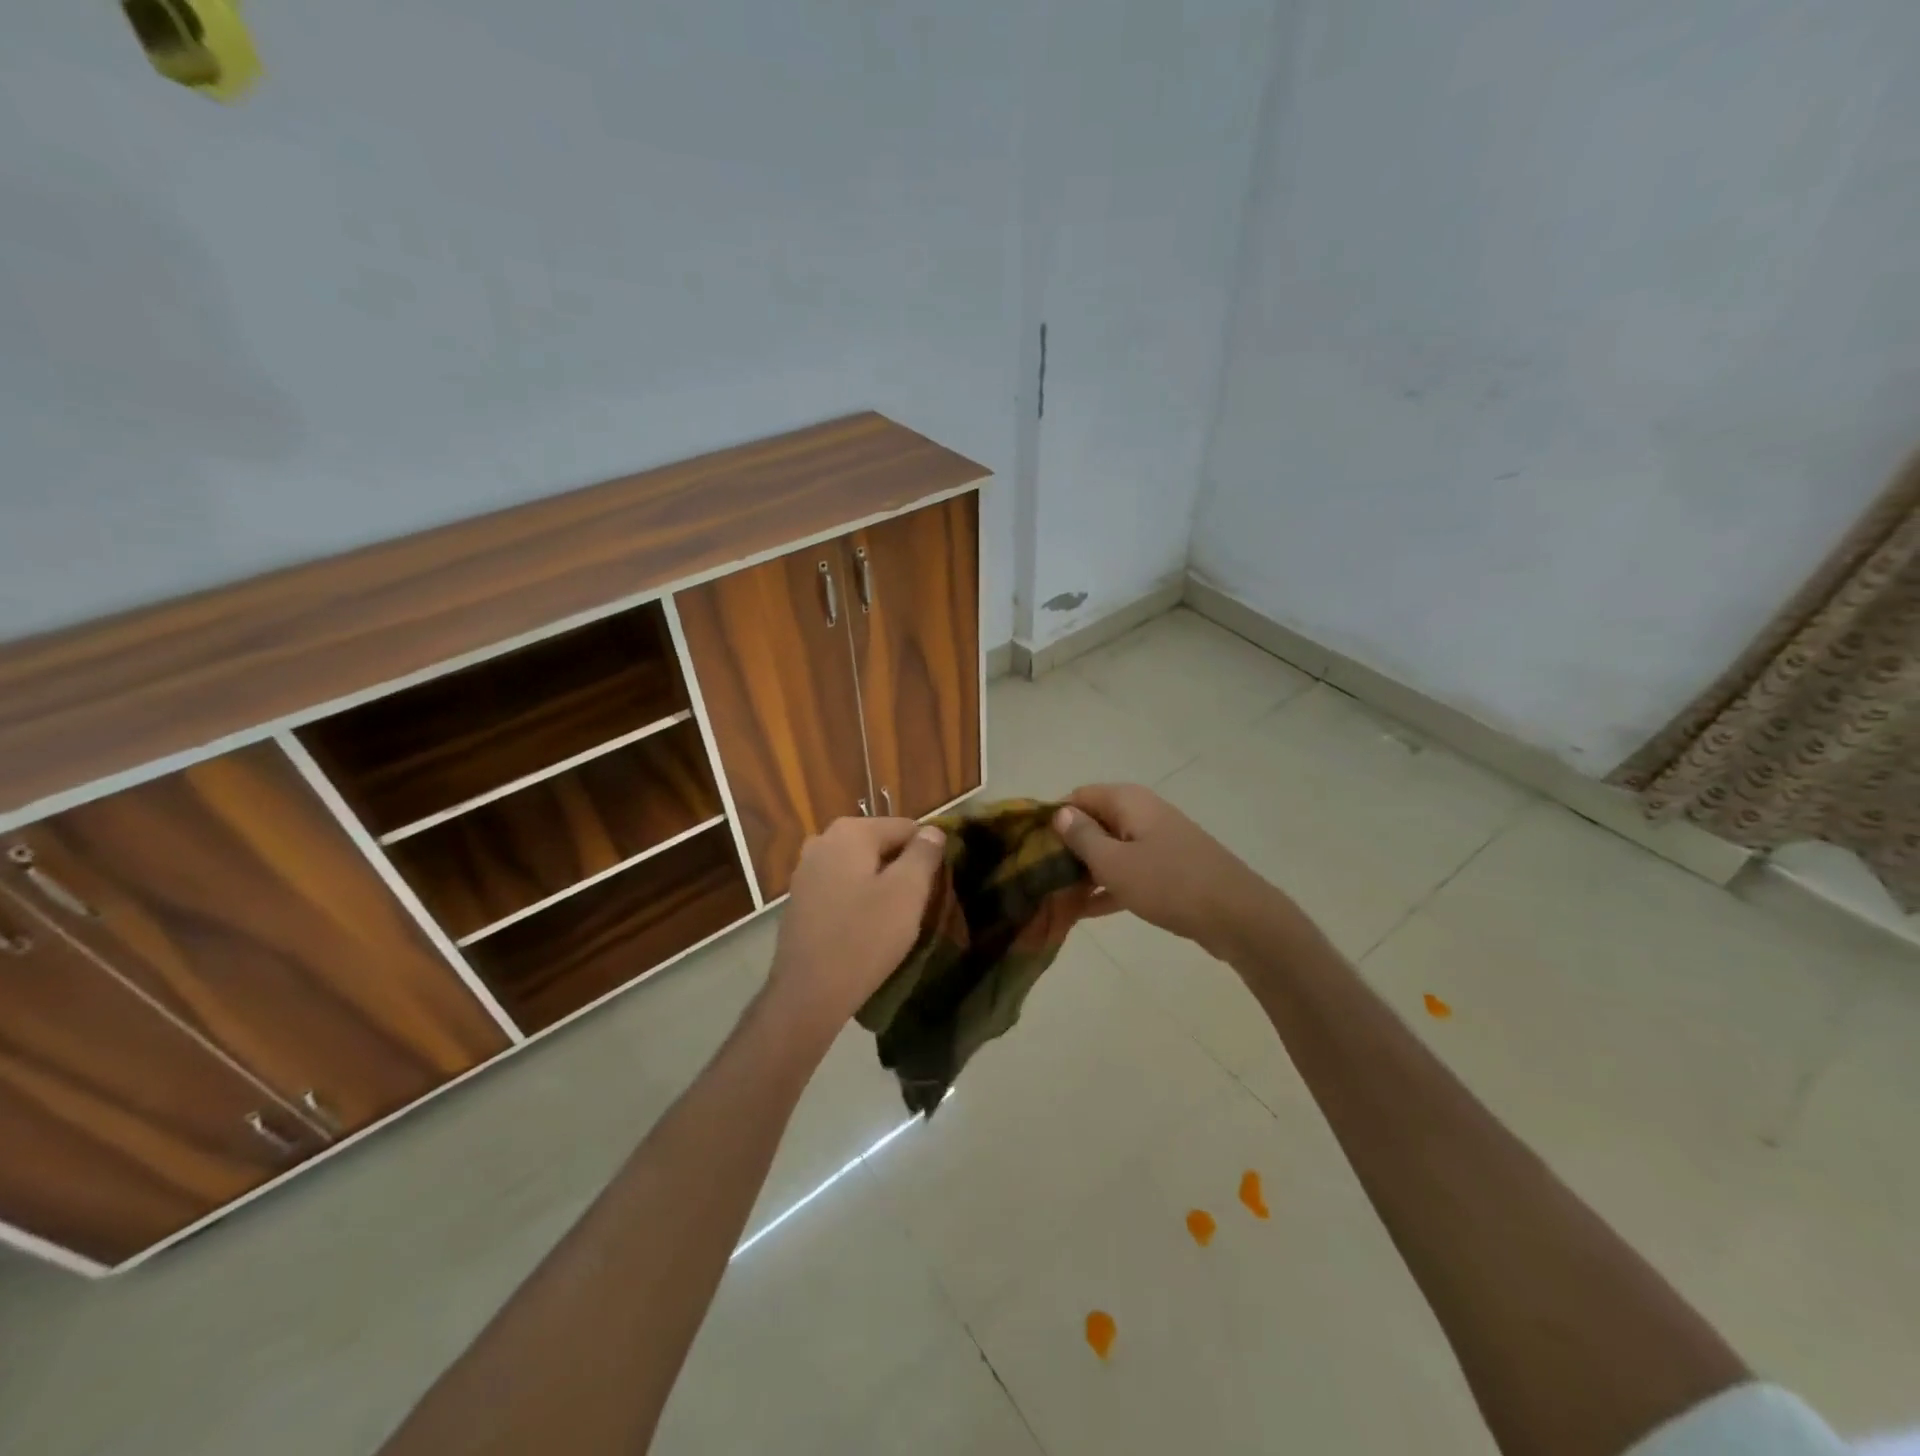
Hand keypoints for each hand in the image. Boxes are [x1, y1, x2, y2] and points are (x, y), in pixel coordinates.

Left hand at [765, 817, 946, 1034]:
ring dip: (879, 884)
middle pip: (879, 844)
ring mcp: (806, 870)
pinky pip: (840, 886)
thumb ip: (923, 854)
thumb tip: (932, 830)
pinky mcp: (800, 899)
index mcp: (850, 832)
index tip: (936, 885)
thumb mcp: (907, 893)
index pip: (905, 827)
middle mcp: (823, 840)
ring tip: (894, 918)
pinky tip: (866, 927)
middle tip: (917, 904)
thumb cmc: (865, 938)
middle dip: (901, 868)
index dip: (926, 853)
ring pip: (859, 867)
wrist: (809, 993)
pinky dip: (857, 898)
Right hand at [1053, 784, 1279, 960]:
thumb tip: (1060, 812)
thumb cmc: (1169, 883)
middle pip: (1094, 822)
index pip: (1078, 796)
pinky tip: (1084, 911)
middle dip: (1067, 847)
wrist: (1238, 916)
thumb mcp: (1115, 863)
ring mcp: (1158, 841)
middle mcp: (1142, 813)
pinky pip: (1129, 870)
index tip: (1031, 847)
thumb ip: (1082, 836)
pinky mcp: (1169, 869)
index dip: (1053, 817)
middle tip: (1039, 877)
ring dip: (1085, 870)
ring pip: (1110, 849)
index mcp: (1128, 801)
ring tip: (1054, 897)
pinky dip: (1109, 885)